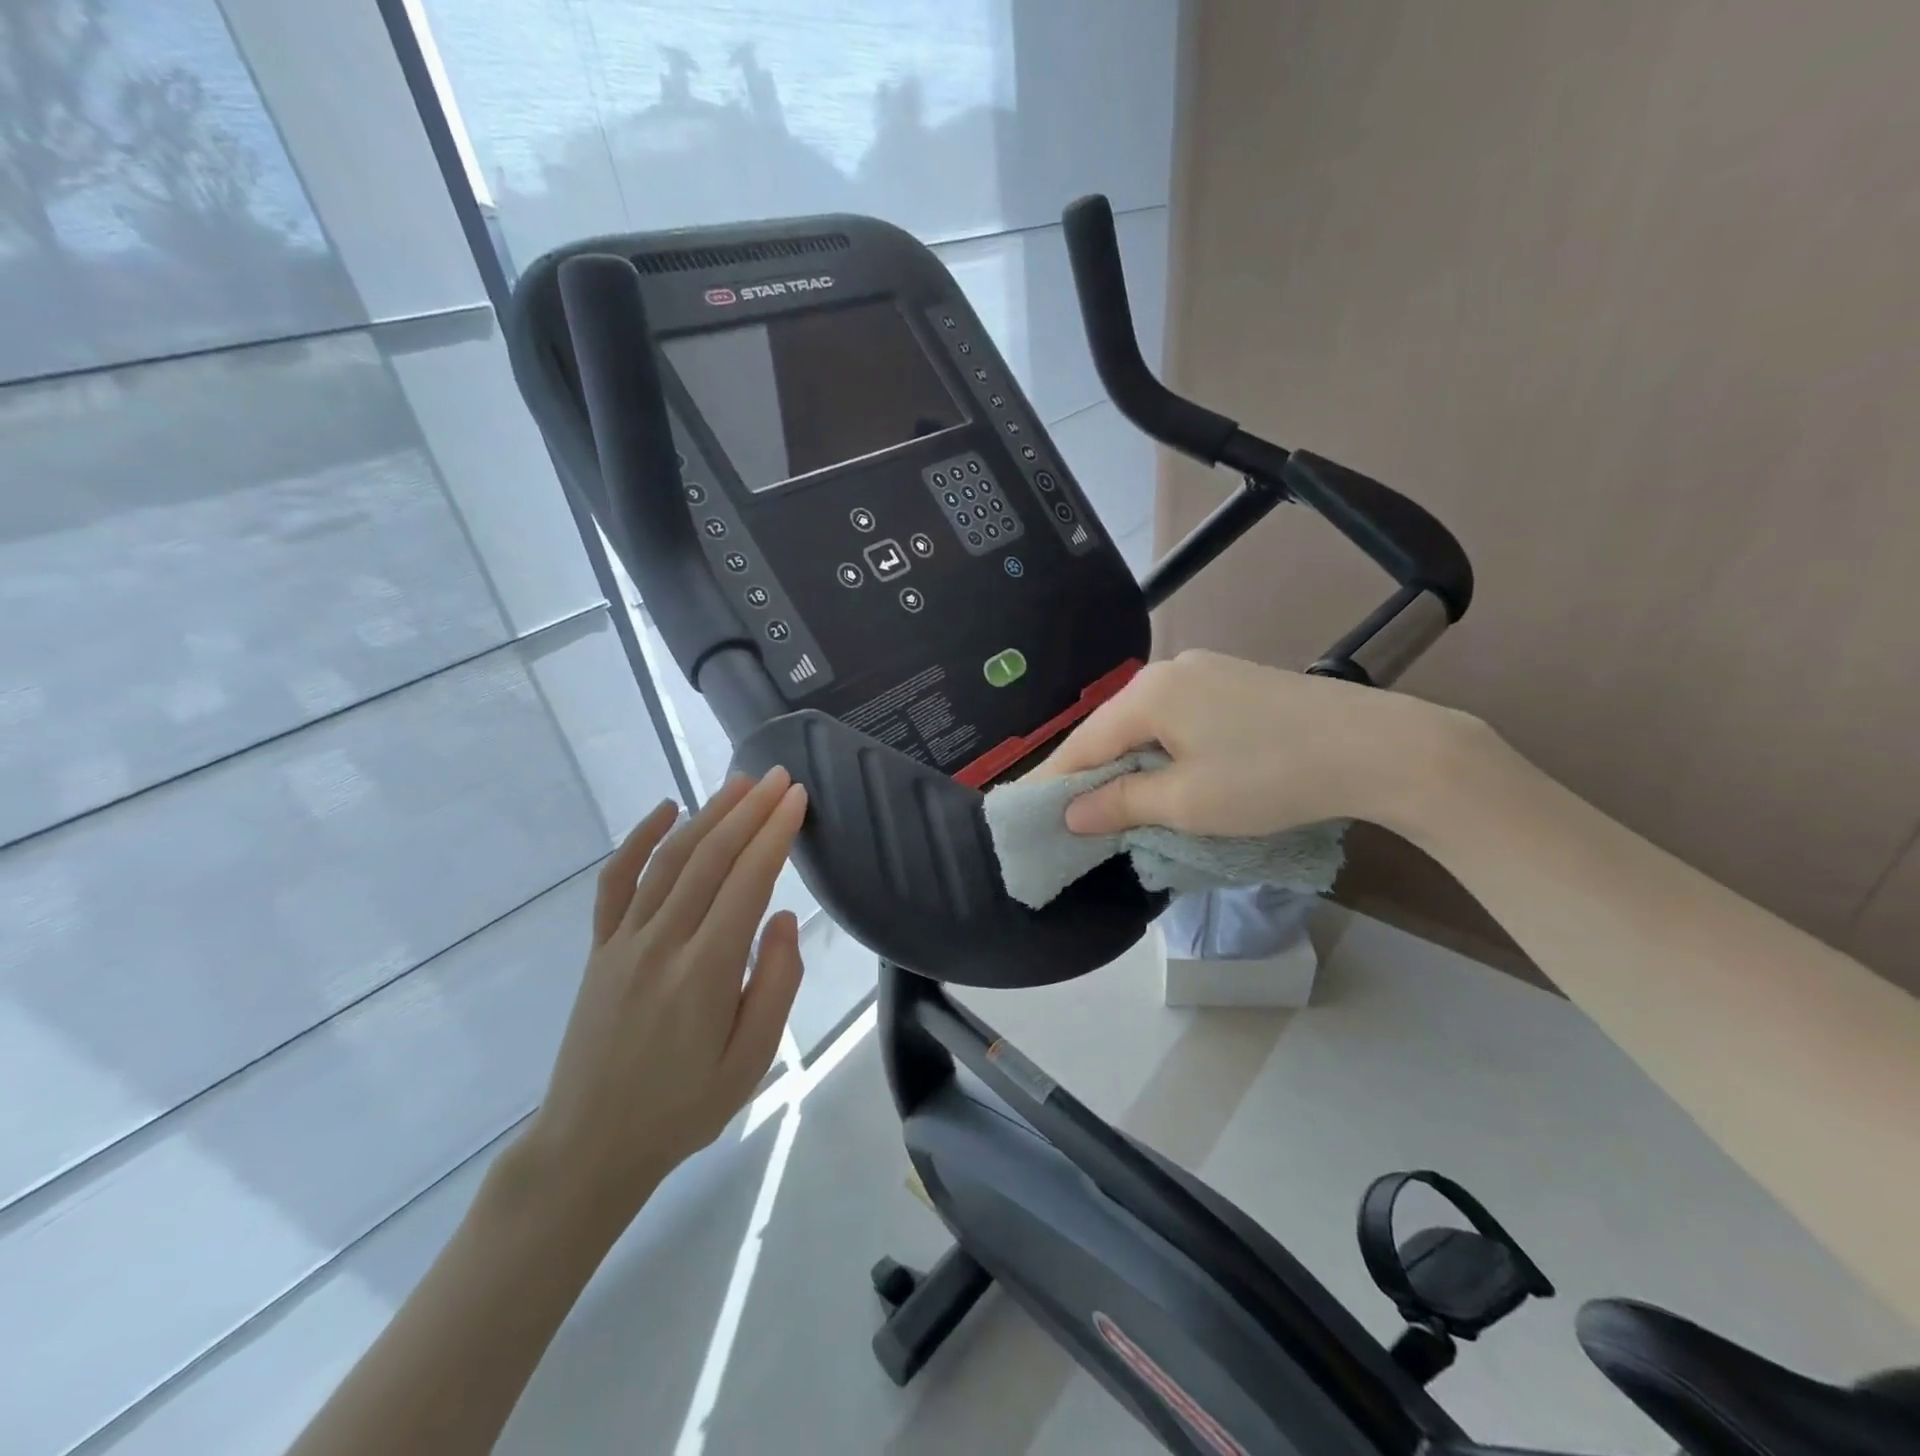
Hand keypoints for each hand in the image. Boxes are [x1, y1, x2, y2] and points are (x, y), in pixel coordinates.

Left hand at [517, 768, 807, 1234]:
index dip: (775, 834)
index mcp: (705, 971)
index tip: (798, 798)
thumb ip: (775, 983)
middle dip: (749, 811)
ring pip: (670, 860)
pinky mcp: (600, 948)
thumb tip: (783, 917)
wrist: (590, 1146)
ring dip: (707, 815)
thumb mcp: (751, 1061)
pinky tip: (664, 810)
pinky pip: (616, 881)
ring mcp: (623, 940)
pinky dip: (640, 840)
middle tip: (778, 776)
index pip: (747, 881)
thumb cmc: (684, 1107)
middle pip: (710, 857)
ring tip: (739, 784)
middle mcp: (661, 942)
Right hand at [1033, 649, 1479, 837]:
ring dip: (1130, 762)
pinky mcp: (1235, 680)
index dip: (1054, 782)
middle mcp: (1168, 670)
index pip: (1081, 743)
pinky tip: (1169, 774)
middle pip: (1111, 728)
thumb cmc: (1270, 778)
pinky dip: (1163, 748)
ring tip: (1119, 803)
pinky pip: (1178, 717)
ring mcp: (1205, 670)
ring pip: (1146, 723)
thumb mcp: (1187, 803)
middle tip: (1074, 817)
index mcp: (1147, 693)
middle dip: (1093, 773)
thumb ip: (1121, 804)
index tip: (1029, 814)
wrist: (1379, 748)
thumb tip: (1072, 813)